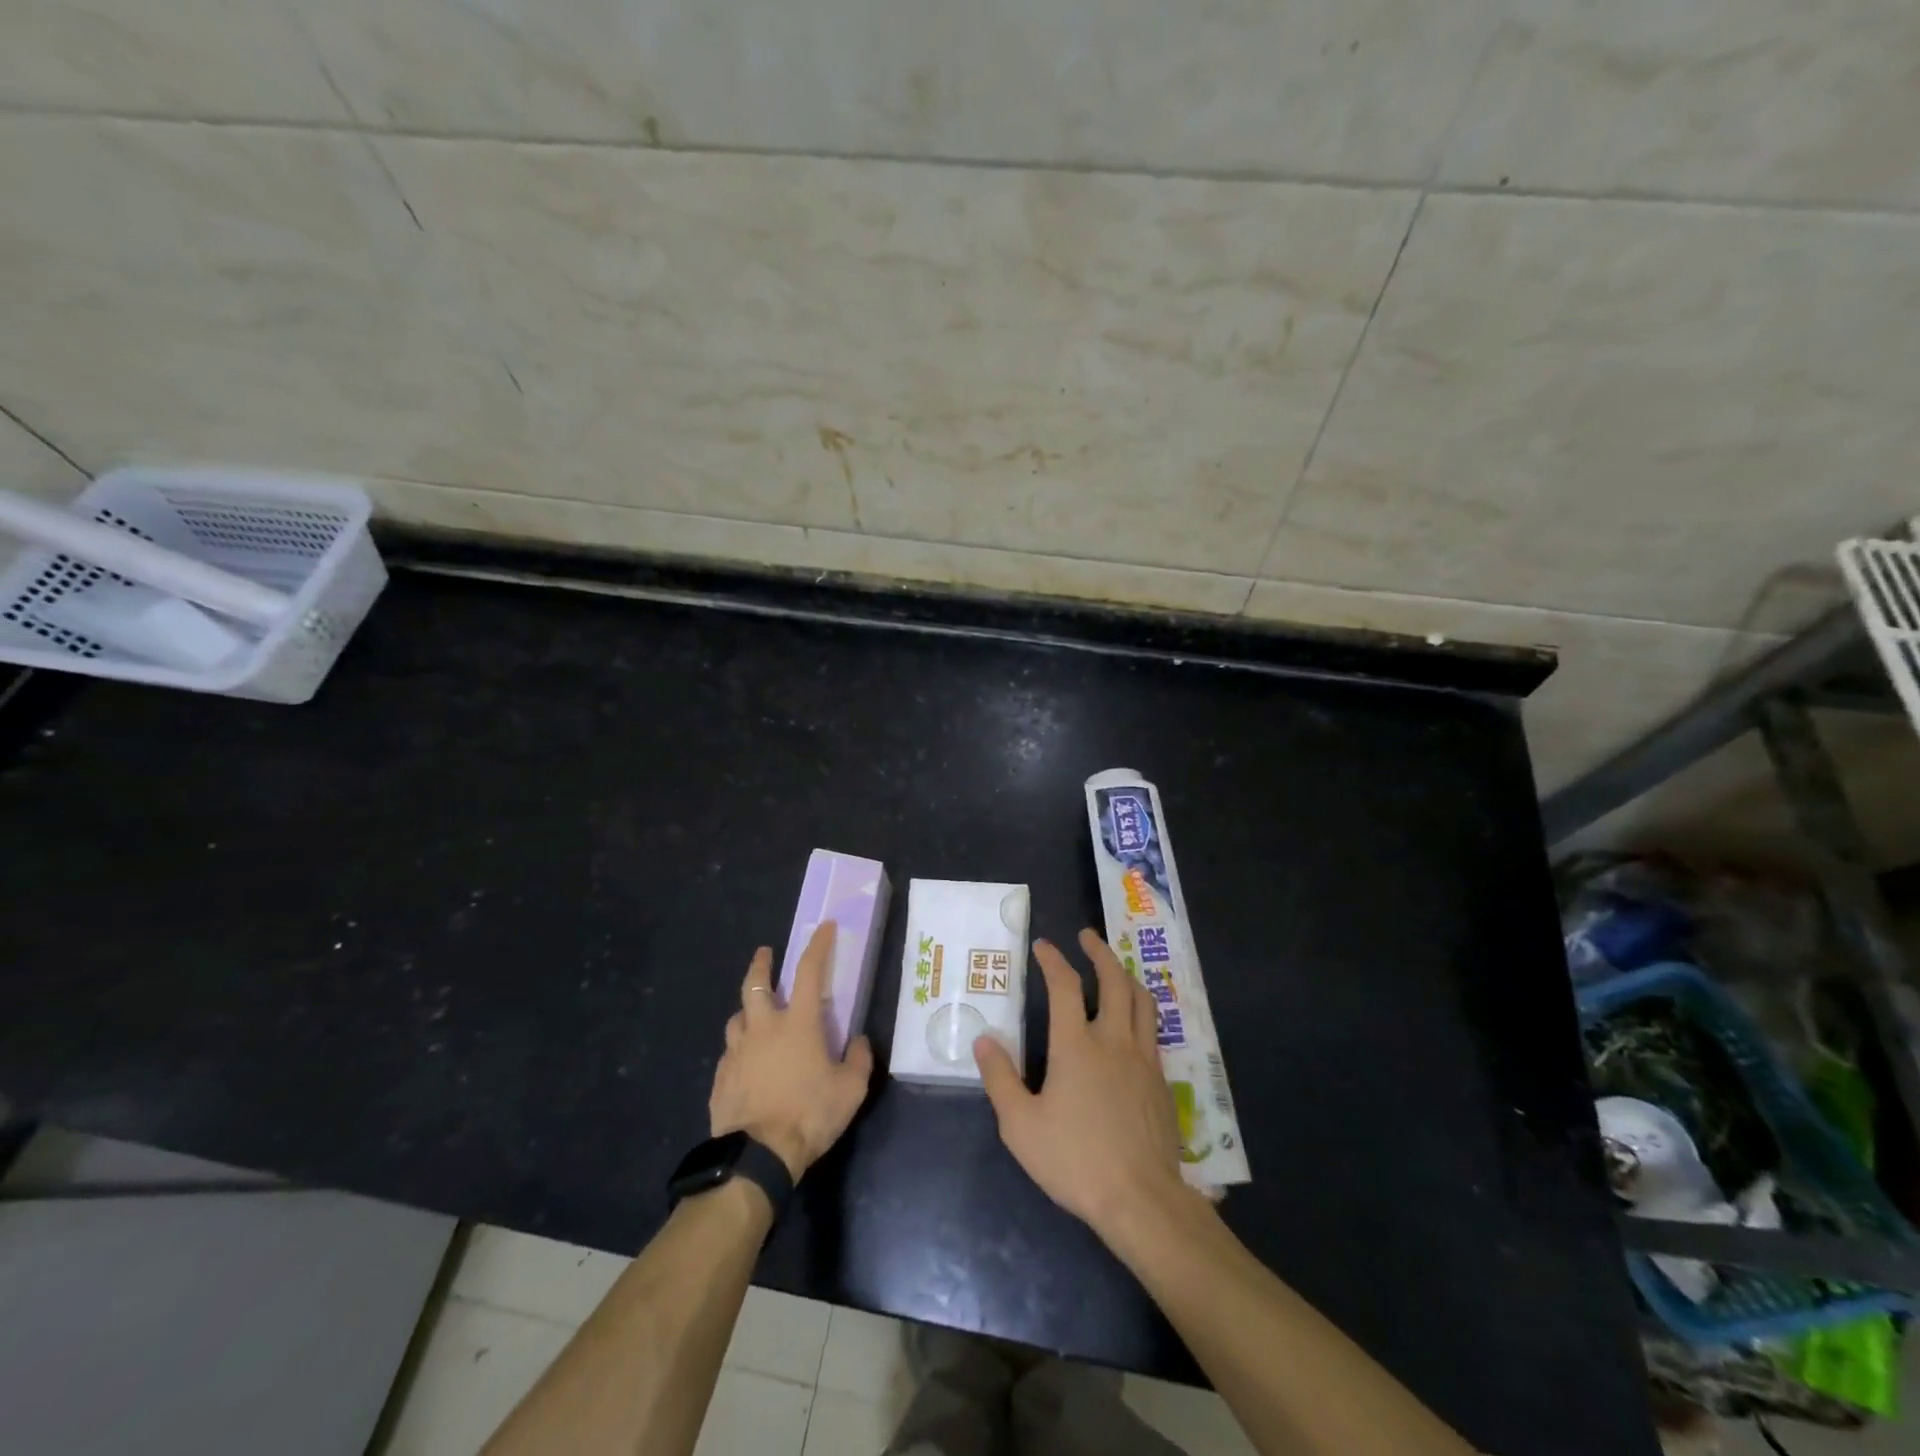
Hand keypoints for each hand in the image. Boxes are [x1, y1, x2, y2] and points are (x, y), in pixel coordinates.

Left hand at [710, 922, 873, 1180]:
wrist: (758, 1156)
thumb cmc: (809, 1114)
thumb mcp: (851, 1089)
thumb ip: (859, 1059)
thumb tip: (859, 1040)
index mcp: (798, 1023)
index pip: (809, 971)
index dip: (818, 945)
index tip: (824, 927)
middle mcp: (764, 1028)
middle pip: (756, 984)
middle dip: (762, 964)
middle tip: (765, 954)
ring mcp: (738, 1052)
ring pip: (737, 1017)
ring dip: (747, 1009)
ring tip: (754, 1015)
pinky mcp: (720, 1077)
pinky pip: (729, 1052)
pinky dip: (739, 1047)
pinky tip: (746, 1061)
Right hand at [973, 928, 1195, 1238]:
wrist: (1141, 1198)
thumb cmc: (1075, 1161)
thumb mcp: (1021, 1126)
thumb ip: (1000, 1079)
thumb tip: (984, 1040)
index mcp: (1076, 1045)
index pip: (1064, 985)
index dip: (1052, 959)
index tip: (1043, 945)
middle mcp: (1113, 1040)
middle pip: (1114, 980)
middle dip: (1099, 952)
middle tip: (1087, 937)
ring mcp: (1143, 1058)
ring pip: (1141, 1000)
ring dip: (1125, 975)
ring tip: (1114, 967)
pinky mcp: (1161, 1080)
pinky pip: (1153, 1029)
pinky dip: (1141, 1009)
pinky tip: (1133, 1021)